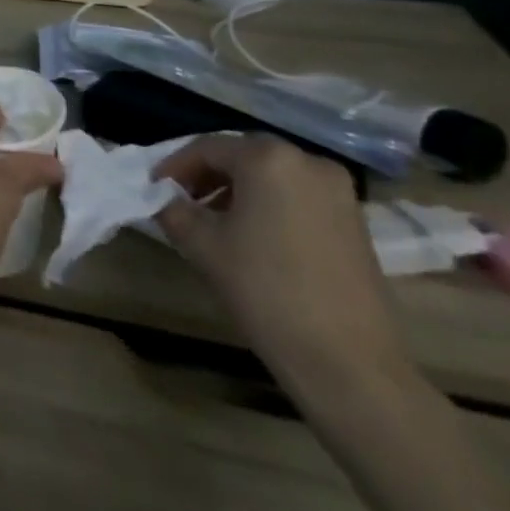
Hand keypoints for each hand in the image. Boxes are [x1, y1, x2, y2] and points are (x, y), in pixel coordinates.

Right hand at [154, 135, 412, 397]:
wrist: (348, 362)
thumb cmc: (265, 290)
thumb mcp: (200, 244)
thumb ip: (172, 209)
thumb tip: (164, 199)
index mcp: (268, 159)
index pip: (206, 148)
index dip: (174, 166)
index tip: (154, 189)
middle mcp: (308, 162)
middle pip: (242, 156)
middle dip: (207, 175)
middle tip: (181, 201)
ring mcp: (339, 192)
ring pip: (272, 176)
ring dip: (237, 190)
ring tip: (214, 222)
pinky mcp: (355, 221)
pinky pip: (297, 196)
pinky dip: (268, 204)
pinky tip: (253, 236)